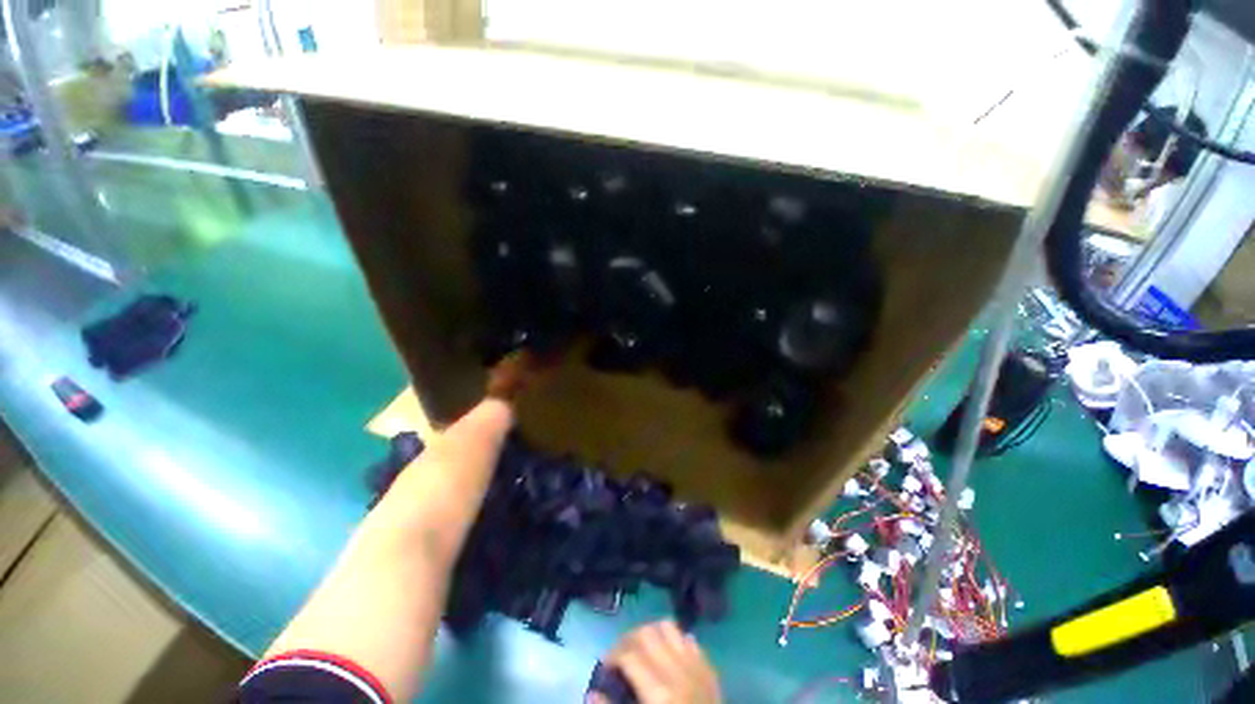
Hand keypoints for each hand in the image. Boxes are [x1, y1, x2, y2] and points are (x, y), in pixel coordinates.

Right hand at [594, 621, 720, 703]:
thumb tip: (592, 693)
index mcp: (659, 693)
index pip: (630, 655)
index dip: (612, 655)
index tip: (604, 666)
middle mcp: (678, 672)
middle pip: (647, 633)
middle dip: (628, 639)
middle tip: (619, 654)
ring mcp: (696, 667)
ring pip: (669, 627)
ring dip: (651, 633)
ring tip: (641, 648)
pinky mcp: (709, 669)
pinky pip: (689, 640)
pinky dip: (675, 640)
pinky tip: (667, 655)